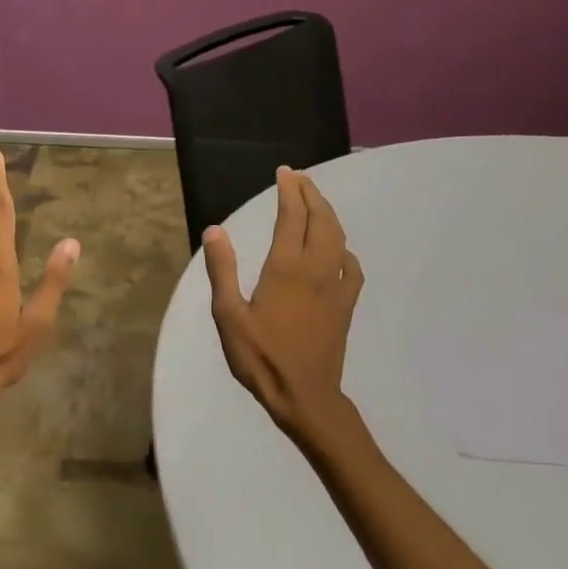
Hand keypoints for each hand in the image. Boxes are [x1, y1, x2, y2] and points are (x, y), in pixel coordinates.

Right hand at [203, 167, 363, 439]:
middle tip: (299, 178)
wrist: (304, 395)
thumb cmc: (260, 357)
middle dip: (311, 194)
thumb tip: (215, 230)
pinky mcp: (345, 306)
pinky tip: (338, 252)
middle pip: (320, 220)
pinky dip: (345, 251)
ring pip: (338, 239)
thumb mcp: (229, 315)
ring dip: (328, 215)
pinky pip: (352, 269)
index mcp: (285, 268)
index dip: (289, 191)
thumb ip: (223, 270)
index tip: (284, 173)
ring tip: (316, 202)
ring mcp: (335, 287)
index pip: (291, 217)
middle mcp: (315, 270)